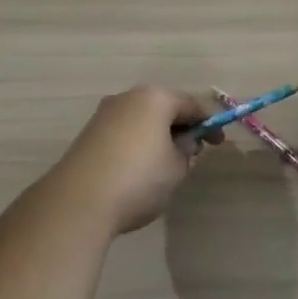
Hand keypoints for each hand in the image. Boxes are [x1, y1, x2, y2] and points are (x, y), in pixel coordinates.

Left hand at [51, 86, 220, 234]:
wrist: (79, 201)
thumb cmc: (139, 179)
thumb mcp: (176, 167)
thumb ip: (186, 150)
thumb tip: (184, 142)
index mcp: (155, 98)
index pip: (192, 104)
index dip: (209, 124)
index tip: (219, 144)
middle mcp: (128, 97)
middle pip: (164, 107)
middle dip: (181, 127)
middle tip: (193, 153)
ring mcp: (104, 113)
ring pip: (142, 119)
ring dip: (158, 135)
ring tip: (166, 164)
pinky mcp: (88, 133)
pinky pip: (124, 131)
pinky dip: (137, 143)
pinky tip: (139, 169)